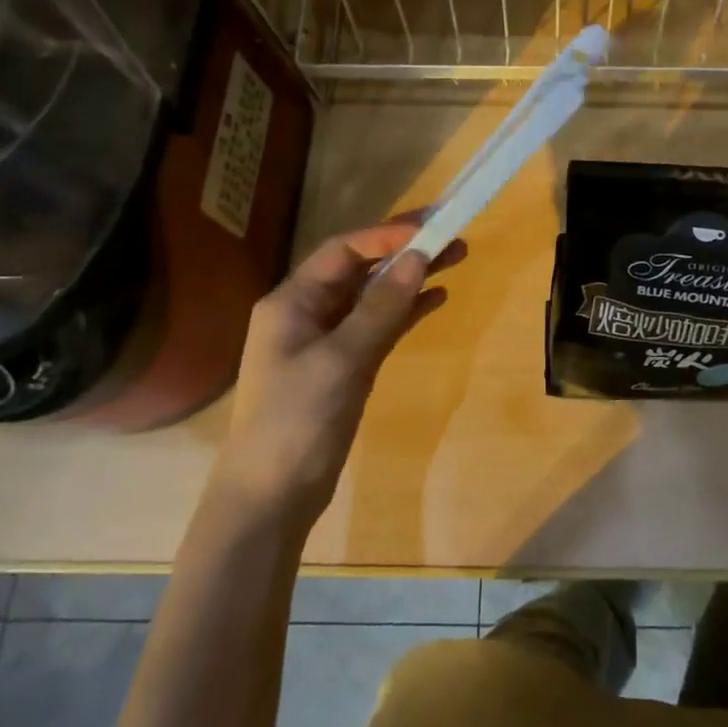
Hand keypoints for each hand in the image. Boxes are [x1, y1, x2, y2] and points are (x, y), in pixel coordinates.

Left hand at [215, 220, 460, 525]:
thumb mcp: (341, 360)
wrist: (271, 498)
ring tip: (456, 259)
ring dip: (411, 278)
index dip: (385, 236)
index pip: (342, 251)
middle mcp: (307, 312)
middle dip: (405, 251)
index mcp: (292, 301)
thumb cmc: (296, 420)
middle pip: (361, 269)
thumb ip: (380, 308)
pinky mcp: (345, 366)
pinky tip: (437, 299)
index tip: (429, 228)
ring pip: (374, 296)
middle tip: (452, 235)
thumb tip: (417, 257)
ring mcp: (327, 340)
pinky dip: (406, 311)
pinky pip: (379, 325)